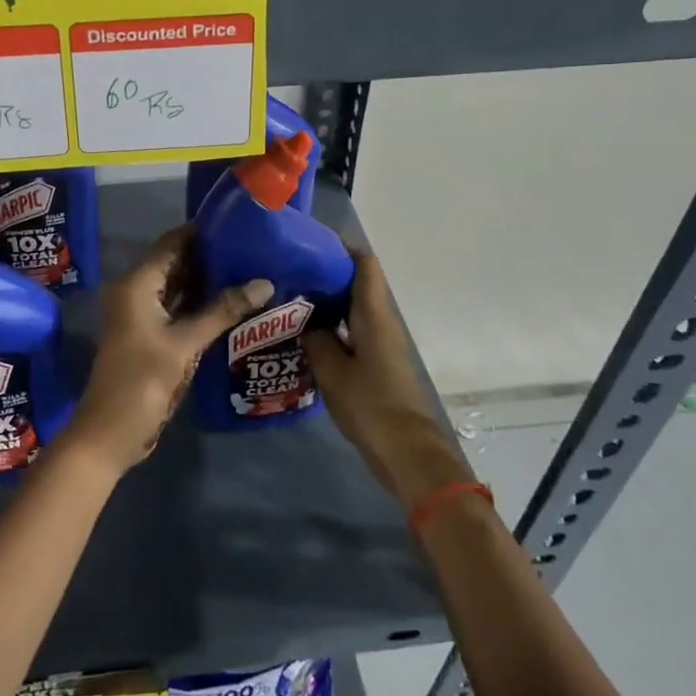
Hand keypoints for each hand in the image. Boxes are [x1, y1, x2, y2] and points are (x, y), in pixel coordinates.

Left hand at [64, 226, 273, 474]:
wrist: (110, 433)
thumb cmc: (142, 381)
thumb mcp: (185, 344)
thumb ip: (223, 311)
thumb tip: (265, 282)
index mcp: (137, 284)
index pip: (172, 243)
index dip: (202, 232)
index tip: (238, 224)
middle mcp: (136, 293)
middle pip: (176, 263)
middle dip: (211, 257)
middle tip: (253, 249)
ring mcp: (143, 316)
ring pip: (178, 288)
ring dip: (208, 282)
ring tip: (250, 270)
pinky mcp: (151, 337)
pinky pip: (178, 310)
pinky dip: (201, 305)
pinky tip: (233, 304)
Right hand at [303, 252, 473, 511]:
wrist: (406, 452)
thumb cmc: (370, 405)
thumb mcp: (332, 371)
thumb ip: (316, 340)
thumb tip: (306, 322)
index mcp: (373, 315)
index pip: (363, 264)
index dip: (340, 248)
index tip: (309, 243)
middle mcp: (381, 322)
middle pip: (356, 284)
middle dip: (325, 275)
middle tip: (289, 272)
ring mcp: (381, 343)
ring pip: (353, 309)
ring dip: (327, 303)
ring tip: (290, 301)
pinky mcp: (378, 363)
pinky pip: (353, 331)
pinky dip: (332, 327)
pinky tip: (305, 336)